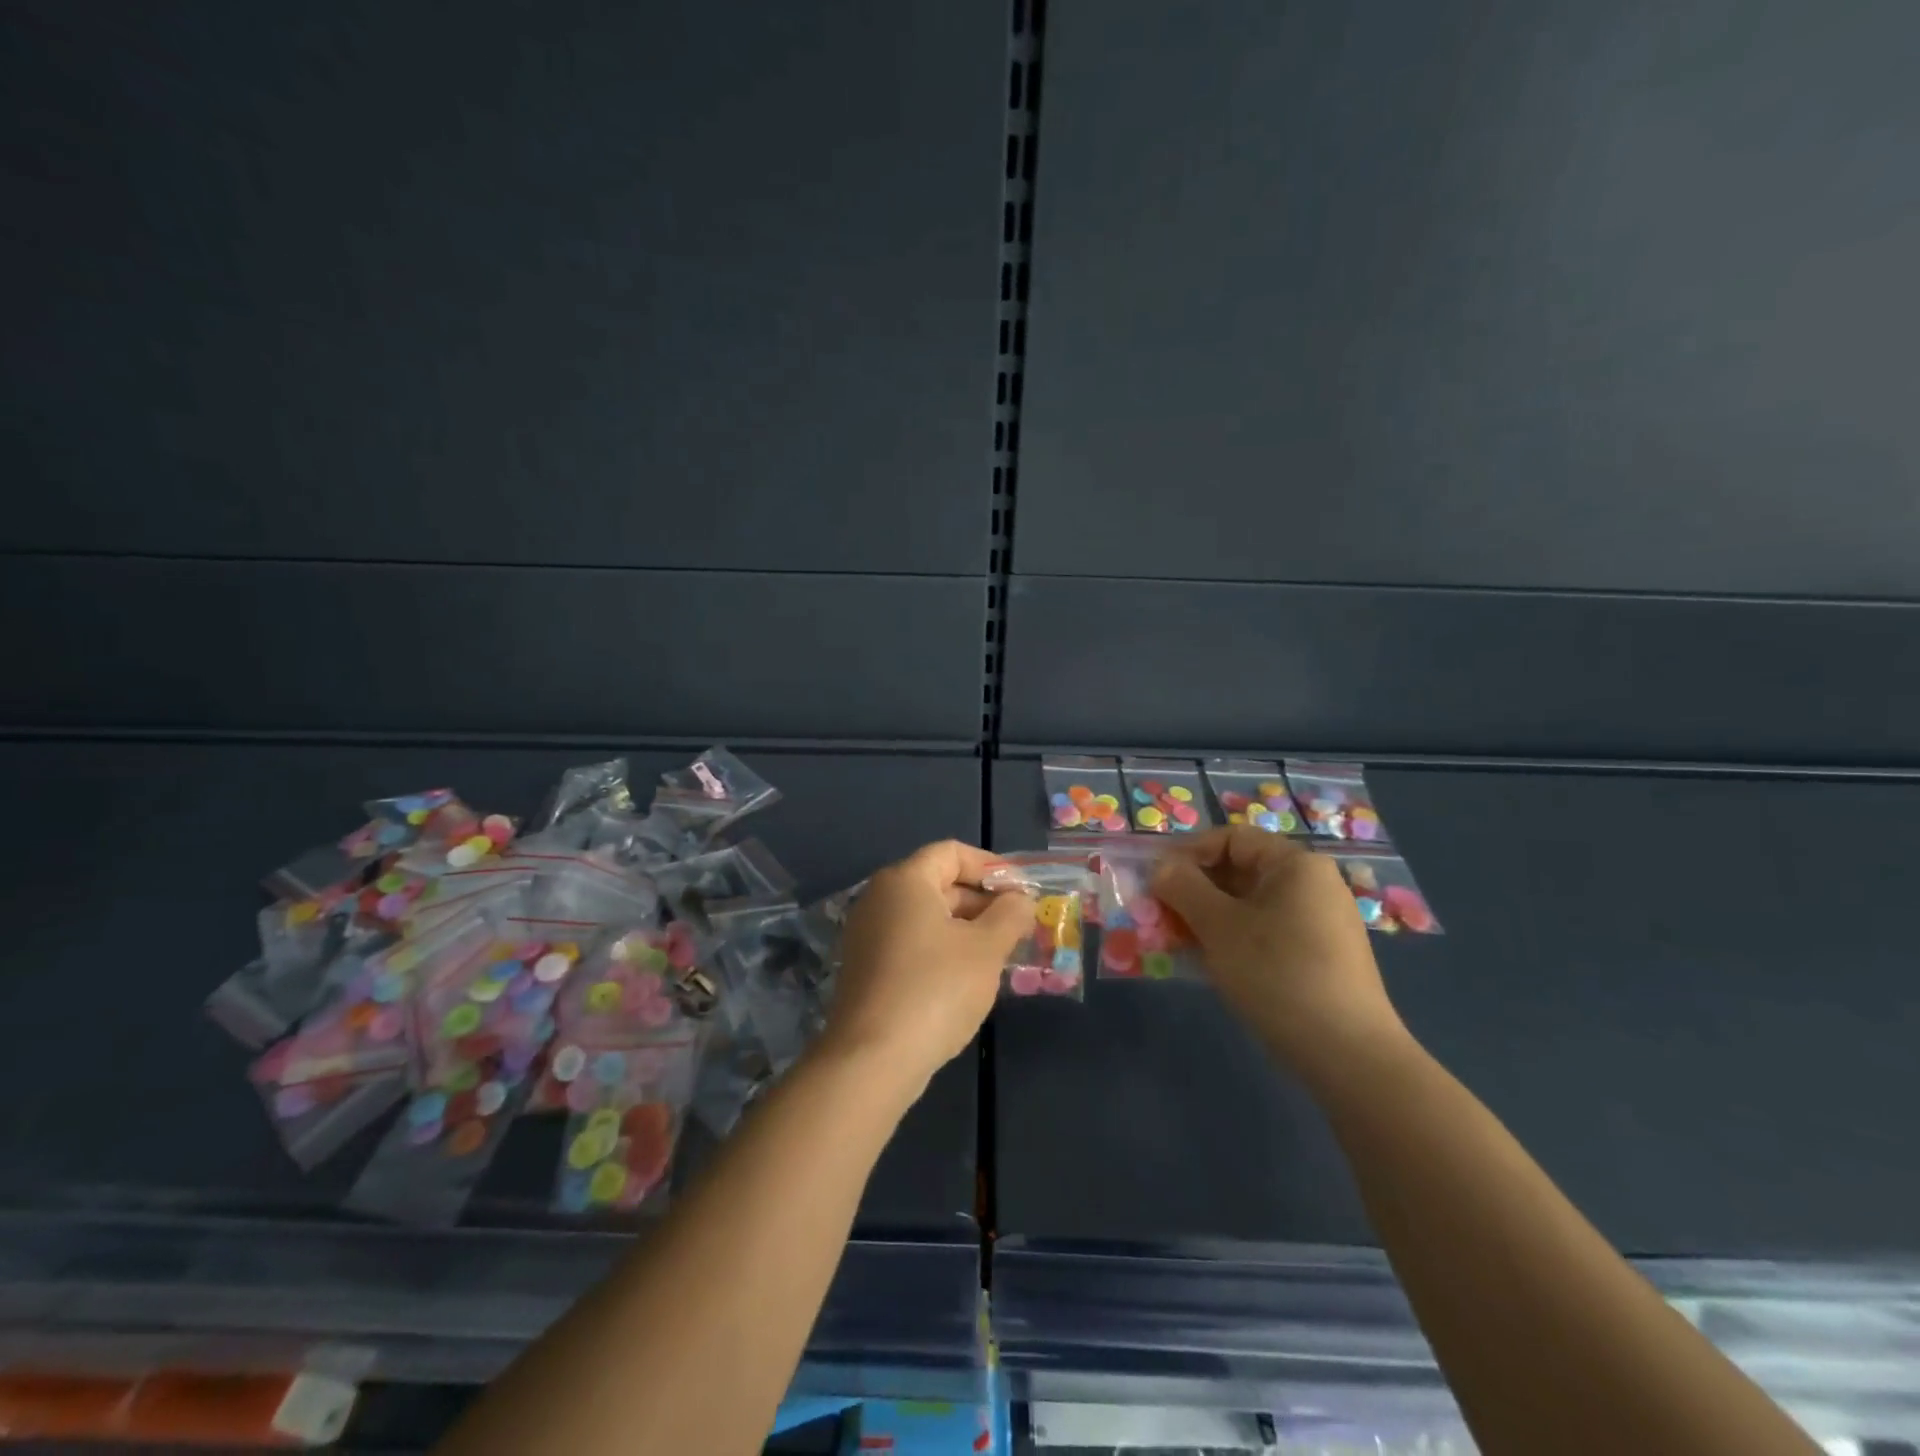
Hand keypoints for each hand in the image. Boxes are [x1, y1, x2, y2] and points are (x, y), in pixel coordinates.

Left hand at [826, 840, 1034, 1092]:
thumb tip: (1020, 900)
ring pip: (927, 917)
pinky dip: (942, 950)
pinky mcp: (865, 969)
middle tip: (1019, 926)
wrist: (872, 1059)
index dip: (991, 866)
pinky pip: (911, 943)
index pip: (952, 853)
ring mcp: (867, 935)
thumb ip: (1009, 915)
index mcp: (905, 881)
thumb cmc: (935, 989)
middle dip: (982, 901)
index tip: (1022, 892)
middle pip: (939, 883)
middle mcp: (879, 898)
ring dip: (966, 928)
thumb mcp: (986, 948)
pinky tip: (968, 979)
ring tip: (1001, 954)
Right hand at [1152, 828, 1407, 1086]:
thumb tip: (1160, 867)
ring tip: (1176, 941)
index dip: (1188, 853)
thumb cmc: (1277, 973)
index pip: (1231, 839)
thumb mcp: (1219, 926)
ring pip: (1248, 905)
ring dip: (1206, 917)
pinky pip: (1264, 932)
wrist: (1348, 1054)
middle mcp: (1311, 884)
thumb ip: (1183, 888)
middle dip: (1193, 890)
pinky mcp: (1318, 956)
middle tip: (1159, 915)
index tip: (1155, 881)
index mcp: (1295, 865)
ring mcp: (1318, 922)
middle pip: (1239, 871)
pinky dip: (1231, 938)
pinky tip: (1208, 963)